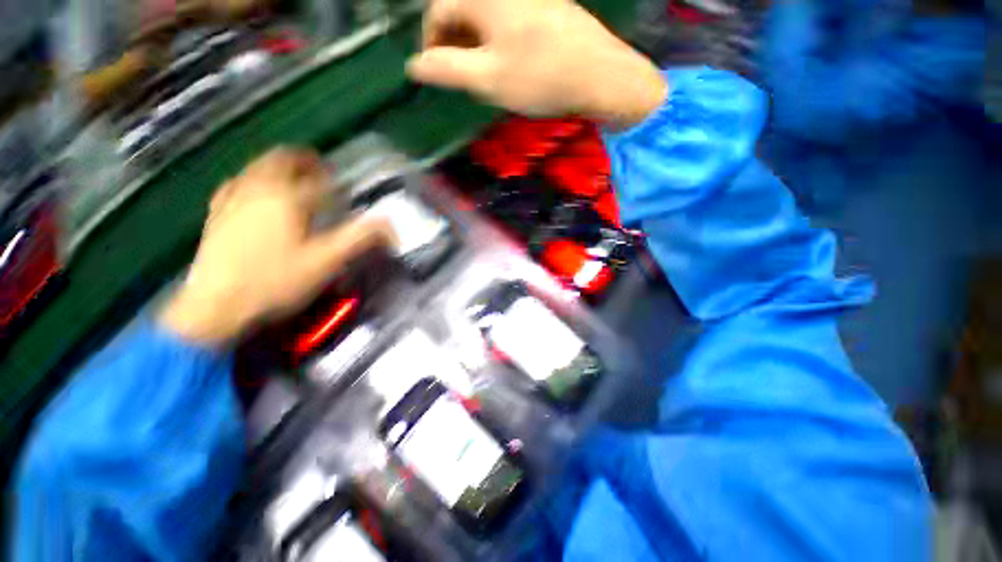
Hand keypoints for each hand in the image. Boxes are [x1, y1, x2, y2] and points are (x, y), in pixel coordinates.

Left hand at [160, 148, 393, 344]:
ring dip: (278, 166)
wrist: (215, 307)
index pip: (318, 179)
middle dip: (303, 160)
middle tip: (320, 169)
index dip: (336, 181)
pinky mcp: (217, 214)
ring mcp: (232, 199)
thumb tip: (391, 225)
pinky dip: (253, 179)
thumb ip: (359, 238)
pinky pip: (236, 183)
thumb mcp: (327, 262)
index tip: (346, 187)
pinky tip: (255, 192)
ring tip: (293, 177)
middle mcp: (257, 190)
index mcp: (287, 198)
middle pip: (281, 160)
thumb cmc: (276, 282)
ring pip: (256, 168)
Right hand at [407, 0, 667, 128]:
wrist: (600, 76)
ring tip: (486, 78)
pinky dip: (500, 43)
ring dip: (477, 47)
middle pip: (463, 12)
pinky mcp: (548, 8)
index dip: (431, 43)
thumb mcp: (487, 79)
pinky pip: (510, 22)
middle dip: (455, 46)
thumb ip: (447, 70)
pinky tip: (510, 66)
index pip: (438, 11)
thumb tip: (415, 66)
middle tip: (463, 80)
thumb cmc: (540, 78)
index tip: (436, 72)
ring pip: (486, 19)